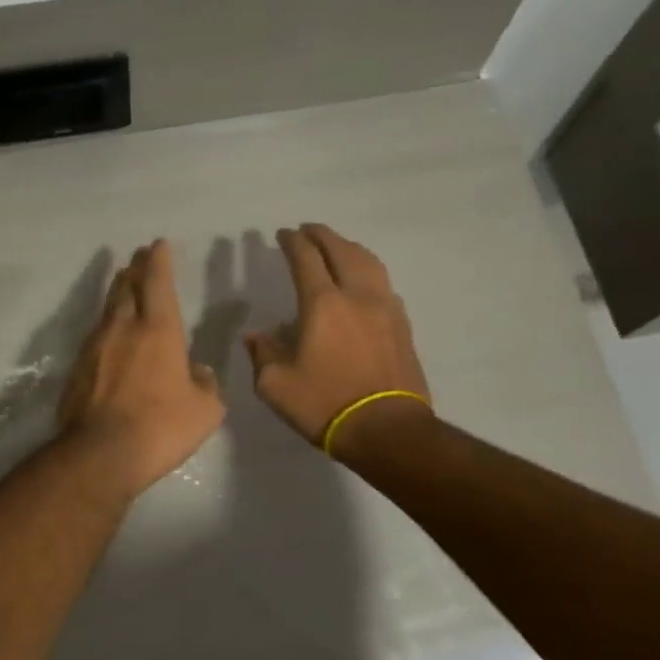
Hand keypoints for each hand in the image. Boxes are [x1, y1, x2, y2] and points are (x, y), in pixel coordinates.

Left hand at [57, 240, 225, 498]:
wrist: (101, 453)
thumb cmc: (161, 427)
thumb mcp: (205, 410)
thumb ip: (206, 385)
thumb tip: (199, 372)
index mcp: (158, 330)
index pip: (158, 282)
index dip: (158, 261)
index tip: (157, 244)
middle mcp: (123, 328)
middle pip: (126, 287)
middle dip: (135, 269)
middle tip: (139, 257)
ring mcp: (95, 346)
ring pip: (107, 308)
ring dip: (117, 292)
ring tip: (123, 283)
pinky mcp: (77, 367)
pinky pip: (95, 335)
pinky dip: (106, 325)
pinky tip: (109, 334)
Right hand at [245, 224, 431, 448]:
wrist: (387, 430)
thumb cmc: (325, 404)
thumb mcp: (276, 385)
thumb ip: (263, 353)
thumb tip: (258, 335)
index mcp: (322, 304)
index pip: (306, 259)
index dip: (293, 242)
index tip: (282, 234)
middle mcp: (357, 296)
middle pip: (341, 251)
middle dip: (322, 235)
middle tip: (307, 229)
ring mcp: (385, 309)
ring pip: (369, 262)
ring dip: (349, 247)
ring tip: (337, 246)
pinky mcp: (402, 326)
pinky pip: (383, 283)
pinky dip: (368, 270)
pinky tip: (363, 280)